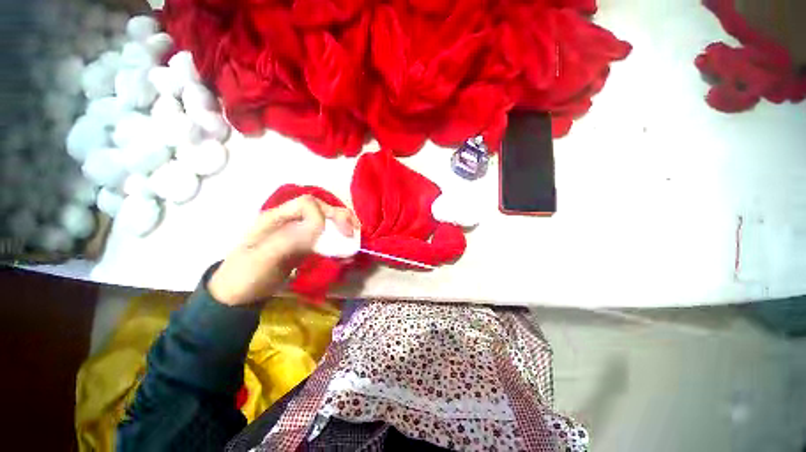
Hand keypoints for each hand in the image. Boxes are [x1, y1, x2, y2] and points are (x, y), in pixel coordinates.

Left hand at [208, 195, 358, 305]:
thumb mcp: (263, 258)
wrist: (237, 297)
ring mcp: (297, 234)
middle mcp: (290, 221)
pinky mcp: (303, 247)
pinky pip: (324, 239)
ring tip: (354, 241)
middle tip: (353, 234)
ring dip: (342, 229)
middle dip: (340, 218)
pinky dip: (337, 244)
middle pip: (320, 210)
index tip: (338, 233)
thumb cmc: (245, 276)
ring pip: (325, 223)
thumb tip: (320, 226)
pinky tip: (344, 253)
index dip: (325, 214)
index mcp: (277, 217)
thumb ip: (290, 239)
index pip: (307, 204)